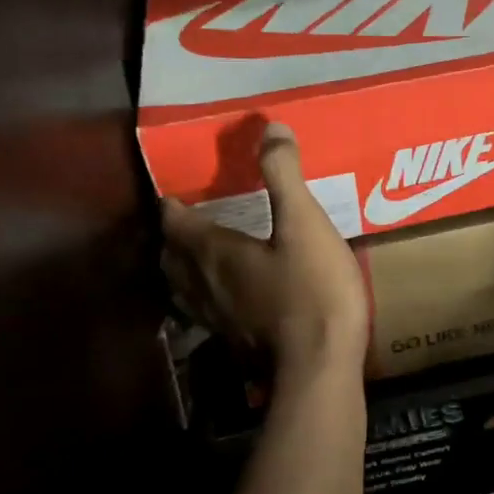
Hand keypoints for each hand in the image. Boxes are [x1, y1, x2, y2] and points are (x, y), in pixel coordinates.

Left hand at [161, 122, 368, 375]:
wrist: (320, 366)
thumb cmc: (312, 289)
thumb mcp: (305, 223)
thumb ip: (284, 175)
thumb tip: (270, 127)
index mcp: (214, 253)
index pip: (177, 224)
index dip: (173, 207)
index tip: (174, 194)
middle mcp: (205, 286)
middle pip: (173, 259)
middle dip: (174, 238)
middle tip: (187, 221)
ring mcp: (219, 319)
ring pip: (186, 289)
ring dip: (184, 268)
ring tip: (198, 256)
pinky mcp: (236, 342)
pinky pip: (207, 311)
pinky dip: (206, 295)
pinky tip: (230, 296)